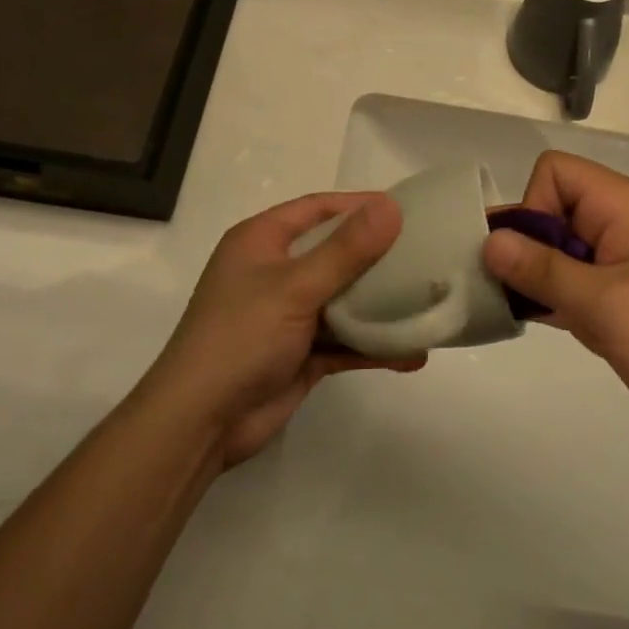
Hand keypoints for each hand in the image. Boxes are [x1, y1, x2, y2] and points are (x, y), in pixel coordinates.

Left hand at [145, 193, 423, 467]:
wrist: (199, 424)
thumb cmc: (240, 338)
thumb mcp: (295, 286)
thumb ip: (346, 249)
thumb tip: (391, 207)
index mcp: (262, 242)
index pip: (317, 208)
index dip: (359, 205)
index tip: (405, 208)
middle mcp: (274, 272)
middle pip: (335, 252)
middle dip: (378, 255)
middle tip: (426, 253)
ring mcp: (288, 316)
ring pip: (343, 300)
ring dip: (381, 305)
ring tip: (428, 302)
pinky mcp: (300, 354)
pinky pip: (344, 342)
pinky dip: (373, 347)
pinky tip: (412, 354)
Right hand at [481, 151, 628, 436]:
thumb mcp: (606, 303)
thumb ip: (543, 270)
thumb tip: (490, 241)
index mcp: (620, 205)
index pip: (554, 173)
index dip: (532, 205)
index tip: (533, 256)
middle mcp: (617, 222)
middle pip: (549, 210)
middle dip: (525, 247)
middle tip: (513, 293)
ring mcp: (618, 259)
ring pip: (556, 249)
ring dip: (536, 277)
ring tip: (525, 312)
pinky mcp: (619, 293)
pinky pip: (572, 280)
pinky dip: (553, 297)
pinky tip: (543, 323)